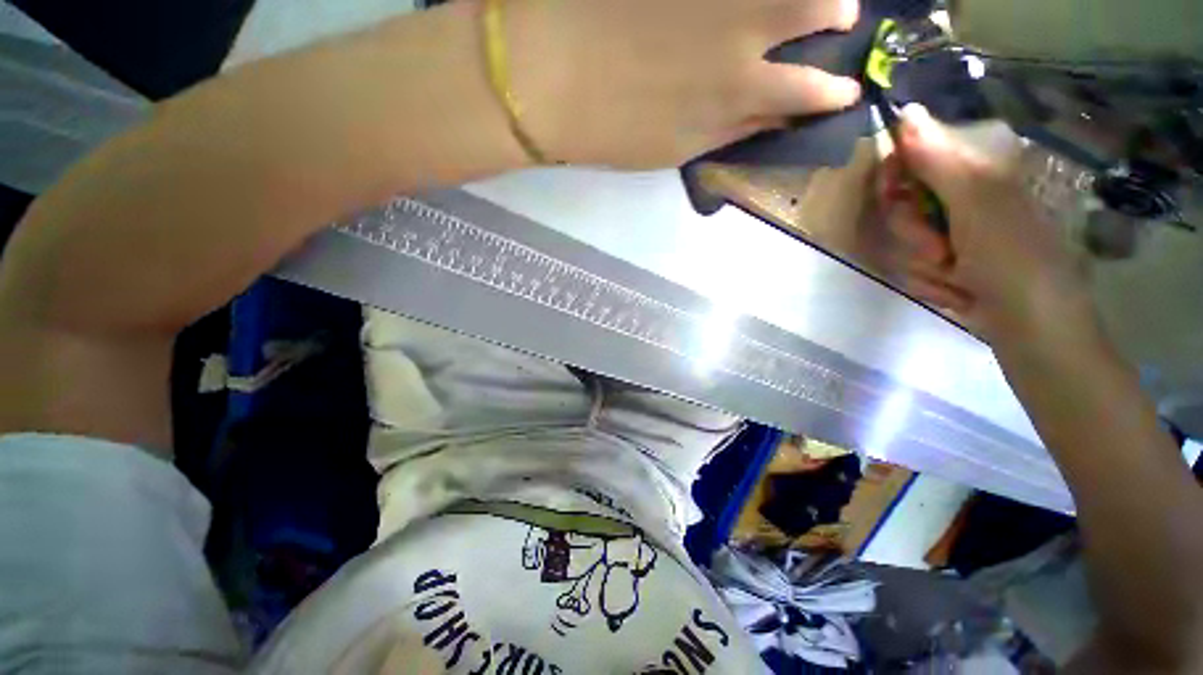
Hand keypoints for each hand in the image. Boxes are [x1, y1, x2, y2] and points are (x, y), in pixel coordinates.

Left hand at [506, 0, 862, 167]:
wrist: (544, 77)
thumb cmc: (608, 130)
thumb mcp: (673, 149)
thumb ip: (725, 131)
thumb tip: (770, 115)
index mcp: (737, 94)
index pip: (810, 93)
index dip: (832, 93)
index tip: (842, 91)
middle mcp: (744, 34)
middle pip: (822, 10)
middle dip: (839, 19)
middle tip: (838, 17)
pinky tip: (746, 7)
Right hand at [879, 105, 1096, 348]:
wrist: (1030, 328)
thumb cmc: (1013, 258)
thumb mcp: (975, 203)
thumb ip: (938, 161)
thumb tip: (906, 111)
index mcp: (973, 177)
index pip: (912, 158)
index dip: (895, 175)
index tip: (896, 194)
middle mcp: (961, 203)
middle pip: (902, 204)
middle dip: (913, 231)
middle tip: (940, 248)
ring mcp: (953, 238)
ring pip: (904, 242)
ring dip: (924, 264)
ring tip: (957, 276)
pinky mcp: (947, 268)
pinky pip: (913, 268)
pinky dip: (932, 284)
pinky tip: (959, 292)